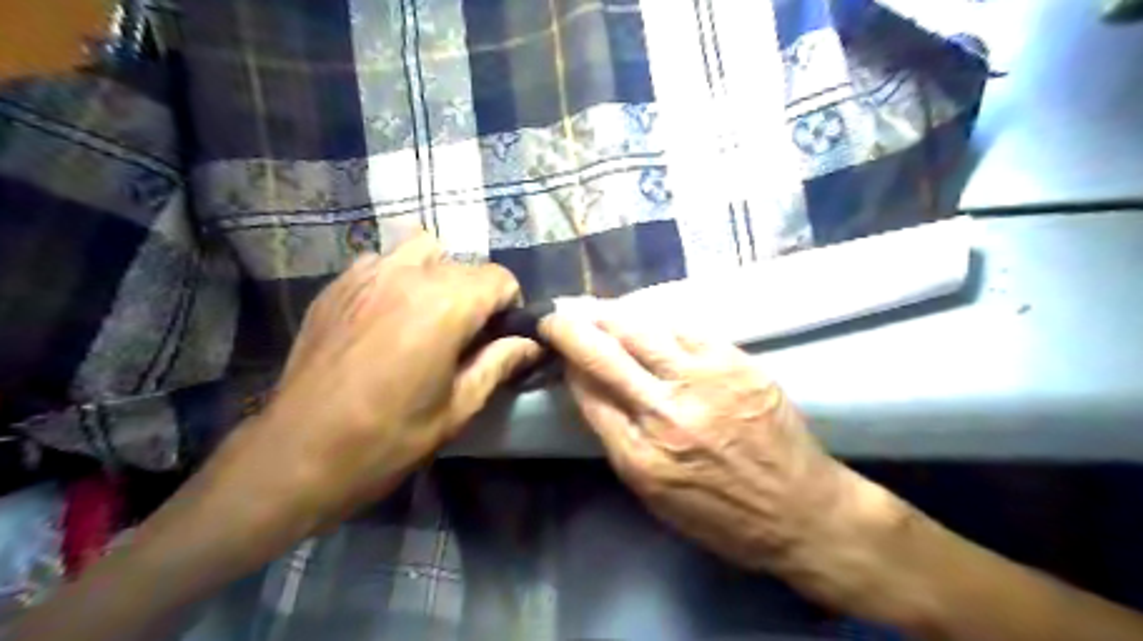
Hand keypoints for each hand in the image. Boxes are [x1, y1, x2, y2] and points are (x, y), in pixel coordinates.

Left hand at [210, 236, 544, 534]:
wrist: (297, 455)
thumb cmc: (388, 438)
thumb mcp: (458, 408)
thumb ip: (498, 364)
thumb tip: (530, 343)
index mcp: (445, 304)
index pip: (500, 279)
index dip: (510, 307)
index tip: (501, 338)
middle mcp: (407, 275)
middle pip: (464, 265)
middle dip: (476, 295)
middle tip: (467, 337)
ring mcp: (365, 274)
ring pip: (421, 251)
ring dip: (437, 276)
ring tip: (428, 317)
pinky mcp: (335, 286)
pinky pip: (381, 262)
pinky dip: (398, 278)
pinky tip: (387, 317)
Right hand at [541, 313, 907, 606]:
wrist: (800, 509)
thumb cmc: (721, 515)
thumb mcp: (653, 494)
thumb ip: (619, 438)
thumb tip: (592, 388)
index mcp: (640, 456)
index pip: (587, 392)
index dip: (565, 362)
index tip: (554, 345)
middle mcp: (666, 413)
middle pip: (603, 355)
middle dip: (570, 328)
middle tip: (556, 314)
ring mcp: (704, 381)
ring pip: (640, 330)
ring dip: (609, 315)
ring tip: (595, 308)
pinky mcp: (736, 362)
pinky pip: (683, 328)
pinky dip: (655, 320)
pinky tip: (644, 318)